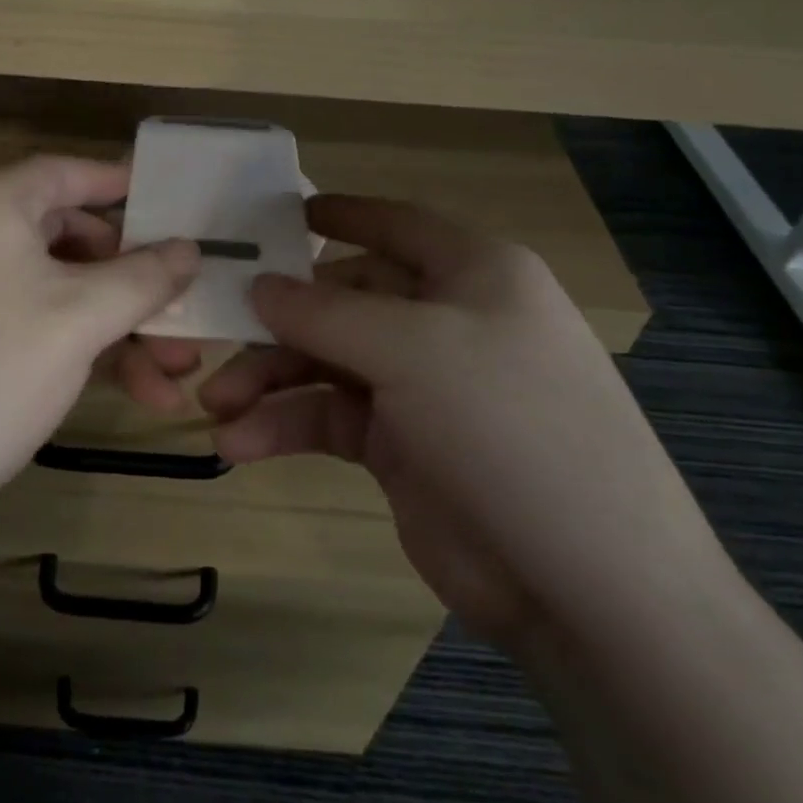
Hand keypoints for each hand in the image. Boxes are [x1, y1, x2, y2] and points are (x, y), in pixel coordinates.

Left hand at [0, 156, 199, 560]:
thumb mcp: (77, 319)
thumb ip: (142, 278)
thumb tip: (188, 248)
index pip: (68, 173)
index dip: (123, 185)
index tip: (175, 206)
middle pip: (71, 241)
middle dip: (135, 281)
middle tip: (187, 314)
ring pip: (59, 296)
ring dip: (119, 329)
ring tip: (175, 376)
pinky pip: (34, 334)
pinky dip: (82, 354)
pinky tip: (132, 394)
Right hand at [199, 196, 734, 651]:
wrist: (587, 588)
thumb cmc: (508, 427)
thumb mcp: (413, 350)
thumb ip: (325, 312)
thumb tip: (258, 285)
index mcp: (473, 274)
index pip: (398, 224)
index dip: (341, 214)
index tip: (279, 214)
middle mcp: (447, 321)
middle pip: (345, 299)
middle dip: (278, 320)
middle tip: (215, 335)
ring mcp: (423, 387)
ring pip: (327, 362)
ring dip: (269, 380)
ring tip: (215, 407)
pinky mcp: (401, 446)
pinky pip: (330, 418)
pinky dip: (284, 427)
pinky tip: (241, 445)